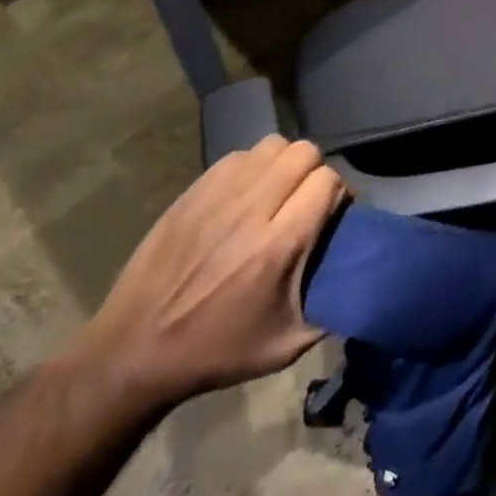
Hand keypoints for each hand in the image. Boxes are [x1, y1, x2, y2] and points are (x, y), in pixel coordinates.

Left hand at [68, 136, 343, 412]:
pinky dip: (252, 167)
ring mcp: (217, 196)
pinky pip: (237, 156)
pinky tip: (246, 195)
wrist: (135, 350)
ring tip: (278, 193)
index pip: (327, 181)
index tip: (335, 214)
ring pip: (271, 145)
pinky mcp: (191, 192)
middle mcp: (251, 209)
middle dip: (316, 172)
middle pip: (303, 152)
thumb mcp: (286, 345)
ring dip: (284, 164)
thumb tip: (359, 279)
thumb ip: (331, 306)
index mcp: (279, 245)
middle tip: (308, 201)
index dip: (339, 193)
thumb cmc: (217, 351)